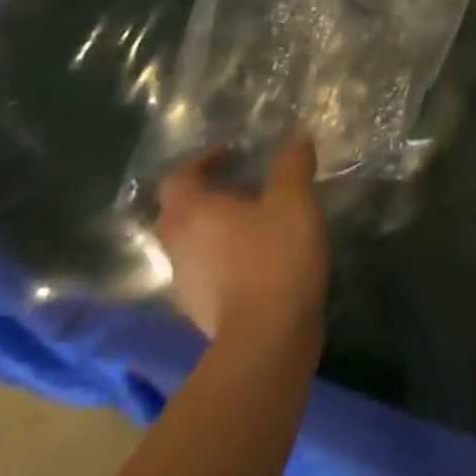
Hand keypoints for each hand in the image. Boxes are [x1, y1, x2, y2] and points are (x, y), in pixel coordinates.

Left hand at [155, 138, 329, 344]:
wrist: (268, 337)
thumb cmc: (275, 255)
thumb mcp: (294, 198)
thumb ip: (293, 165)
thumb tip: (296, 139)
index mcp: (192, 213)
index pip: (179, 177)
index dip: (203, 160)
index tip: (233, 151)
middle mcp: (179, 246)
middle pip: (181, 211)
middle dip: (210, 192)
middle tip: (248, 181)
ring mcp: (187, 282)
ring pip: (195, 241)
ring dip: (220, 224)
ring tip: (262, 215)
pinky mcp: (204, 308)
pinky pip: (210, 267)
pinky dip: (230, 252)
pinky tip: (264, 251)